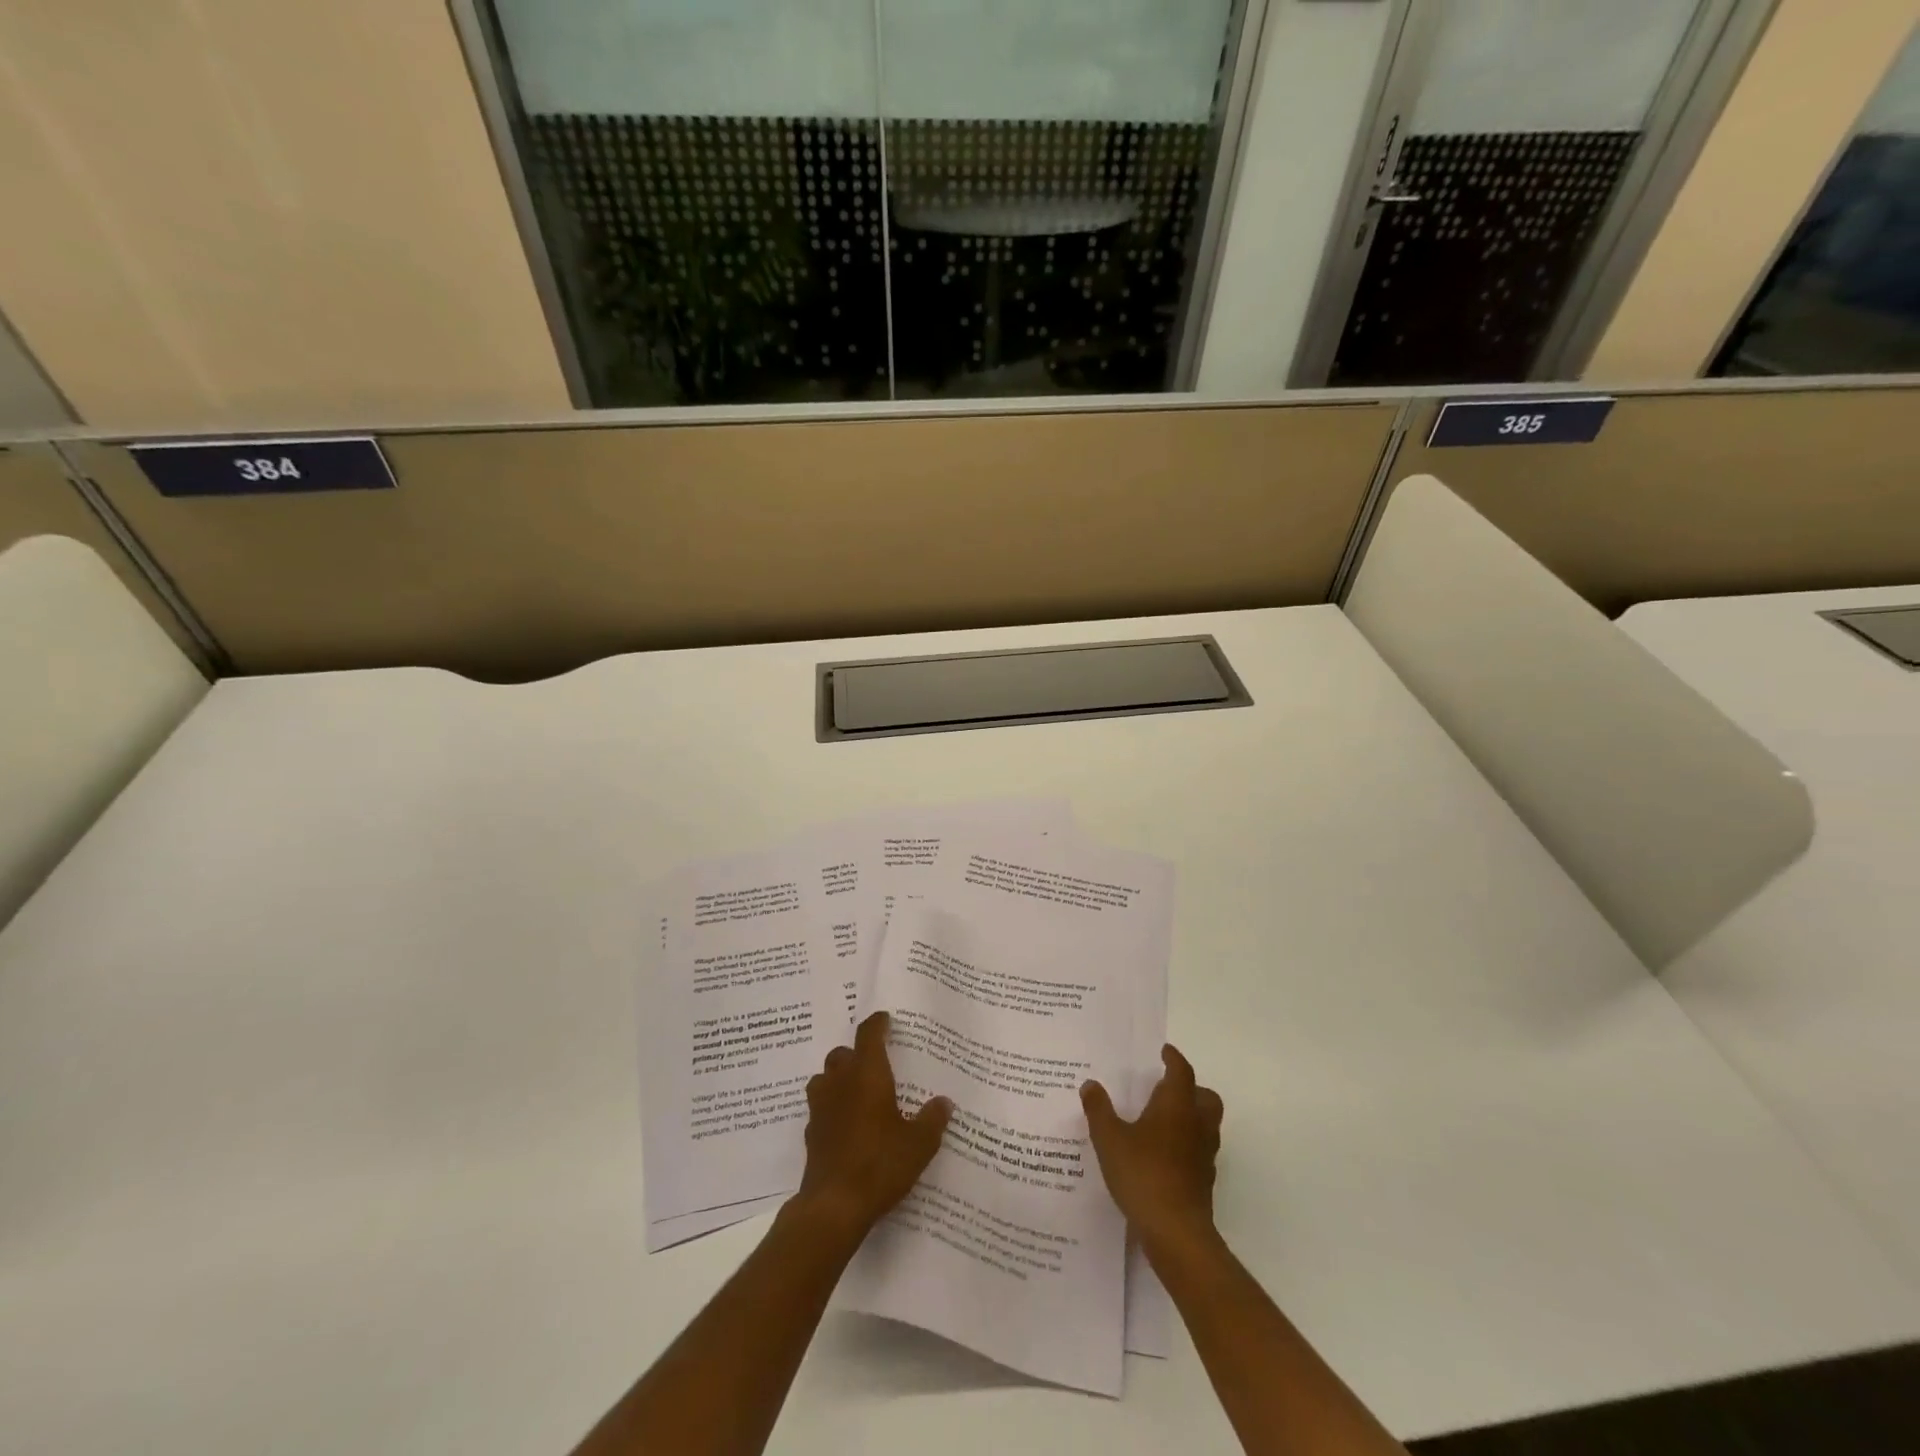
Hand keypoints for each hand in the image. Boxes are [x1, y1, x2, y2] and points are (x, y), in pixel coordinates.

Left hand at [793, 1011, 951, 1239]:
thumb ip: (932, 1119)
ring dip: (838, 1078)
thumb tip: (944, 1102)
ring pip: (825, 1078)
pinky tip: (846, 1125)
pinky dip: (832, 1108)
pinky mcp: (811, 1134)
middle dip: (857, 1054)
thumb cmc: (880, 1164)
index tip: (885, 1019)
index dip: (877, 1023)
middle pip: (842, 1054)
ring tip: (857, 1092)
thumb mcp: (919, 1143)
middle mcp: (840, 1083)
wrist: (834, 1205)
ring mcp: (821, 1108)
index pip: (868, 1035)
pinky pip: (820, 1108)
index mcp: (868, 1075)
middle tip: (875, 1063)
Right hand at [1081, 1044, 1223, 1254]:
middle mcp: (1196, 1124)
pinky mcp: (1204, 1181)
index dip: (1174, 1058)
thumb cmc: (1143, 1173)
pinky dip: (1186, 1144)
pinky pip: (1199, 1150)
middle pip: (1205, 1097)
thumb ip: (1099, 1110)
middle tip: (1166, 1087)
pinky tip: (1163, 1154)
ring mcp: (1204, 1155)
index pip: (1181, 1071)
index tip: (1164, 1051)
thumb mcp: (1109, 1138)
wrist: (1175, 1232)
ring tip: (1162, 1120)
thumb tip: (1090, 1084)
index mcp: (1177, 1105)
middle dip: (1191, 1088)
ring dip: (1190, 1116)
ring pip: (1206, 1124)